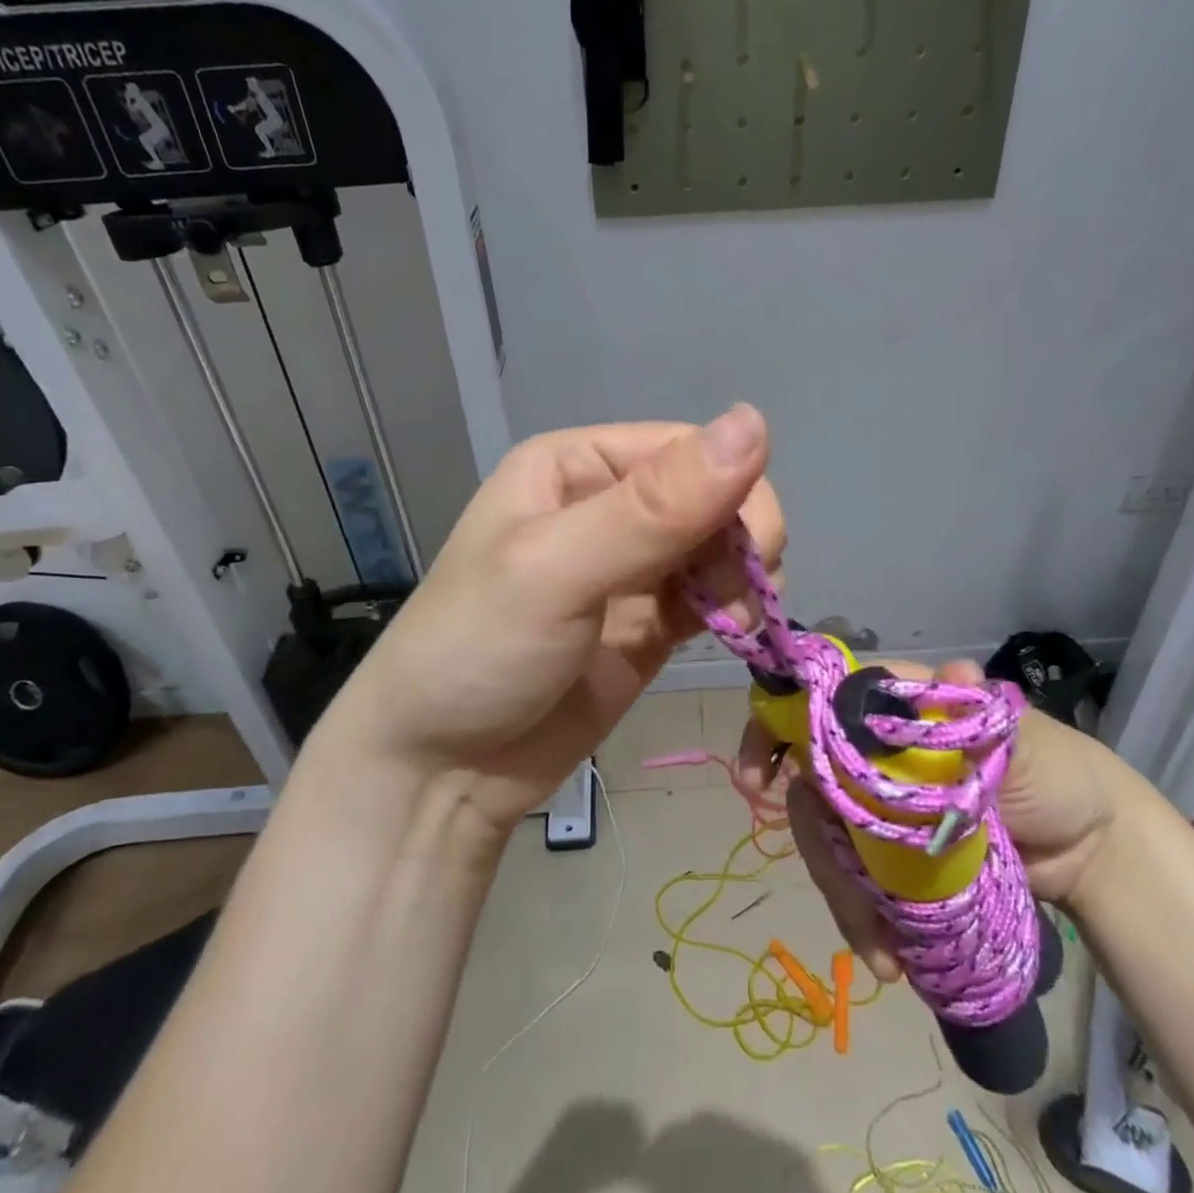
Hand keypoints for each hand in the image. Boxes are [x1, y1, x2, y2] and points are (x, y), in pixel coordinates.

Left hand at [331, 406, 784, 836]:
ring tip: (735, 625)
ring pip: (722, 546)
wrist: (438, 772)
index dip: (732, 491)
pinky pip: (712, 595)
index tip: (752, 553)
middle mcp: (608, 504)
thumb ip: (655, 507)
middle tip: (737, 601)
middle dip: (742, 541)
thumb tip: (755, 421)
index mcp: (576, 465)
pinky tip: (733, 634)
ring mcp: (632, 567)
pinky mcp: (649, 622)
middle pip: (714, 496)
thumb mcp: (558, 570)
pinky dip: (734, 609)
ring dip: (745, 579)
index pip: (687, 448)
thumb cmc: (479, 650)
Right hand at [737, 659, 1127, 980]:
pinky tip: (881, 950)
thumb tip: (952, 672)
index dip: (779, 730)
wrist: (1095, 852)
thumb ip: (976, 714)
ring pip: (828, 836)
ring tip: (876, 949)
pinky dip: (859, 912)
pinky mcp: (893, 853)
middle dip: (815, 838)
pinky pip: (855, 875)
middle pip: (814, 783)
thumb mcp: (1021, 742)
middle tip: (838, 890)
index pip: (819, 704)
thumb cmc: (1057, 775)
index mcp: (896, 710)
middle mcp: (874, 752)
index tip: (761, 777)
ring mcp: (881, 805)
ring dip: (841, 891)